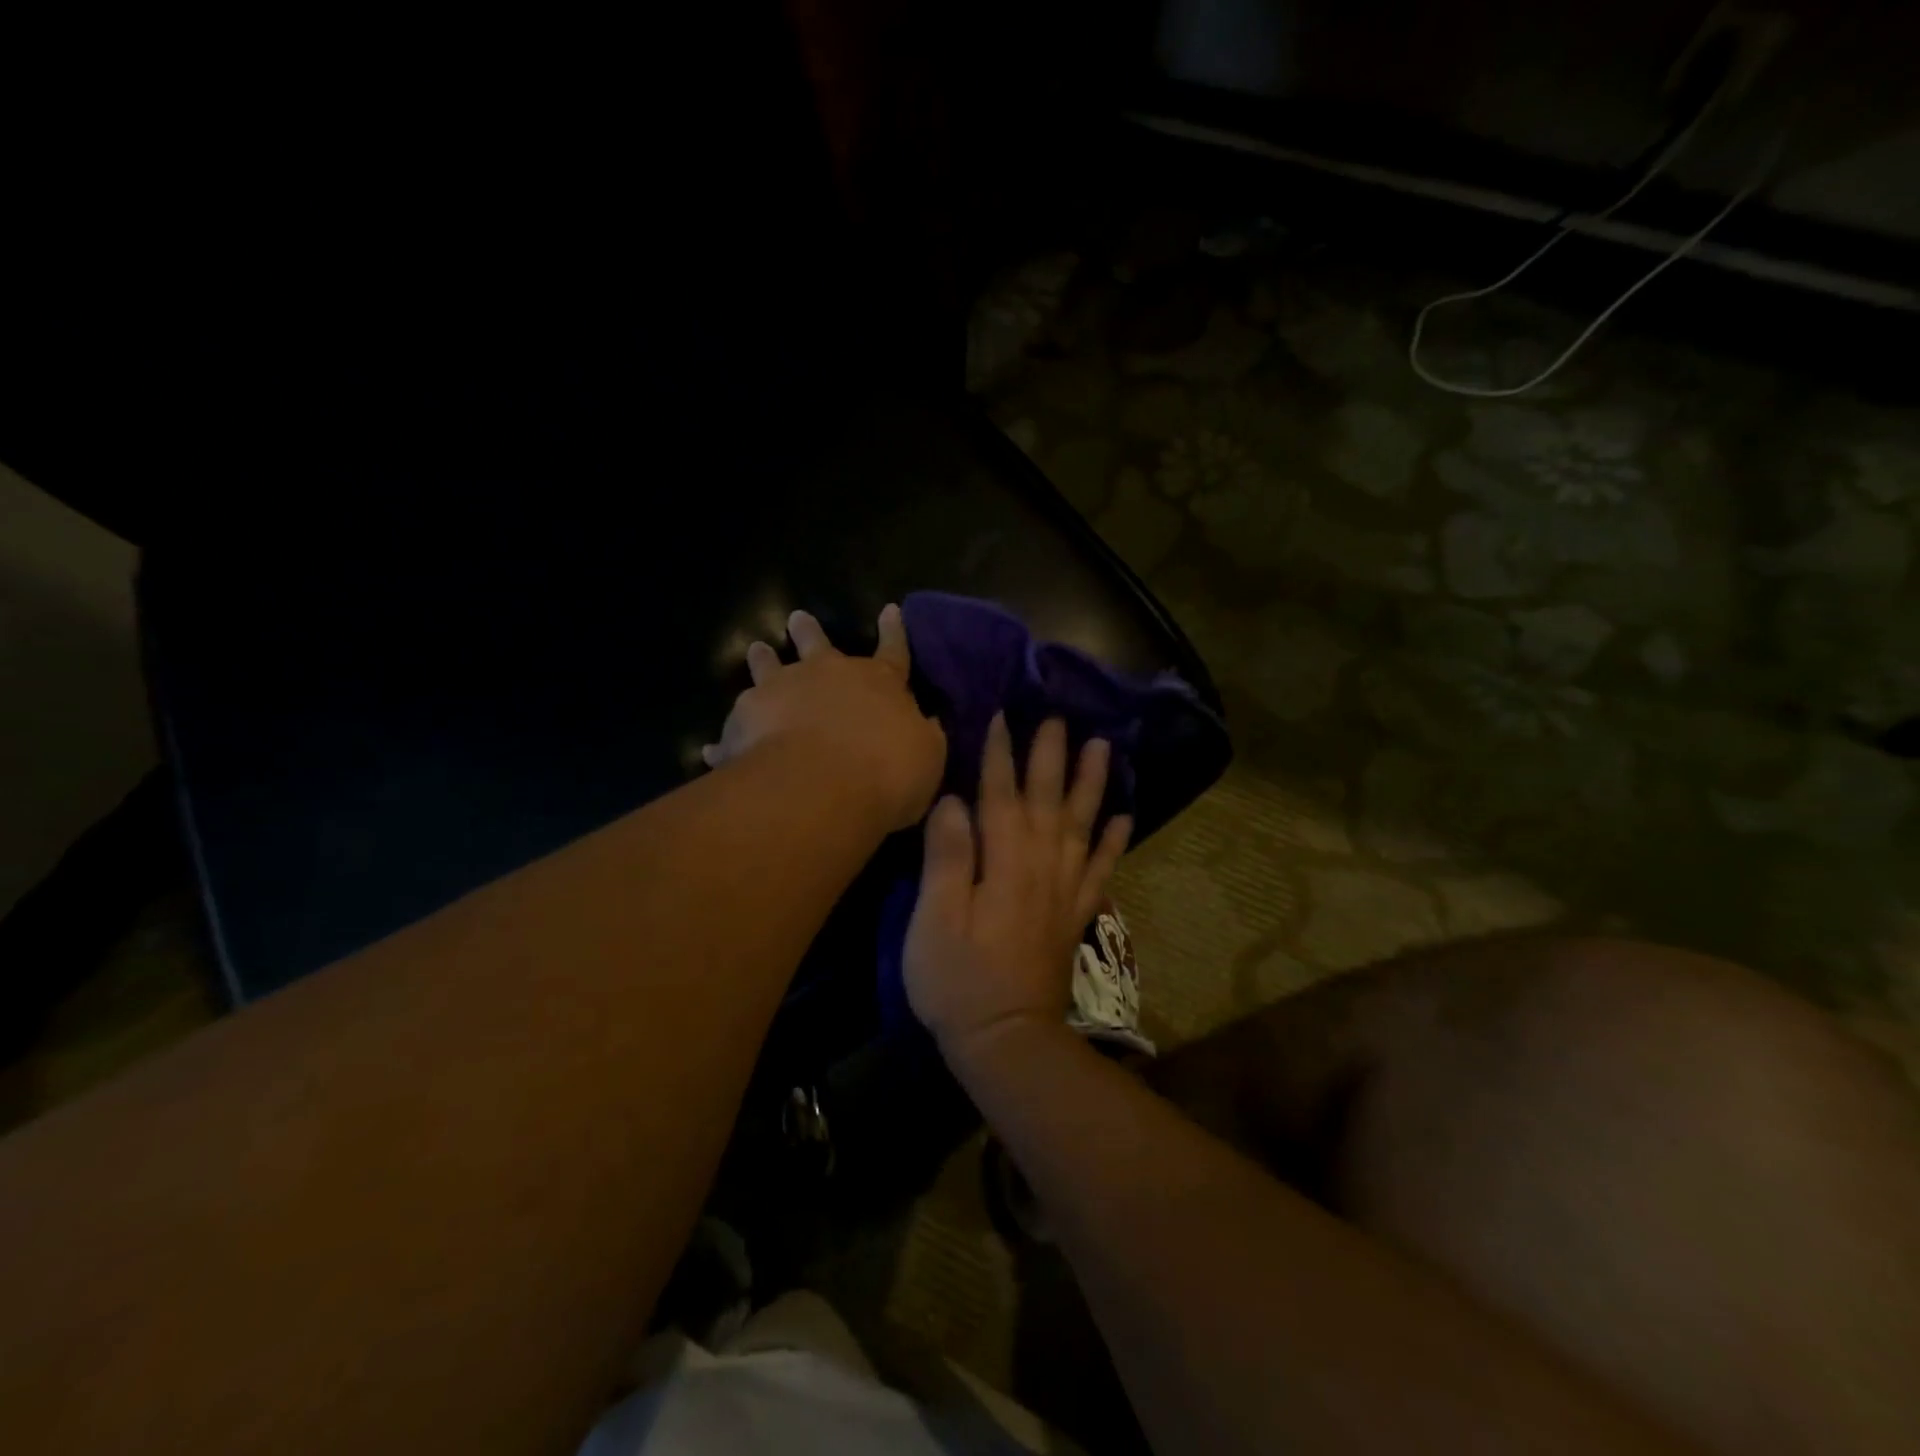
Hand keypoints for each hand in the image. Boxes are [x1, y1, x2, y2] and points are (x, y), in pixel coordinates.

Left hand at [703, 604, 945, 832]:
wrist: (822, 786)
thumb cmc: (887, 772)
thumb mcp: (927, 757)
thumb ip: (924, 737)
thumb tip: (926, 723)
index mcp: (878, 682)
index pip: (894, 651)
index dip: (894, 632)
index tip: (889, 610)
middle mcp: (827, 676)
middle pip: (818, 646)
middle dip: (810, 632)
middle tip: (797, 618)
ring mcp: (782, 691)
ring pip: (769, 668)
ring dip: (763, 660)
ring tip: (756, 650)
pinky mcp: (746, 719)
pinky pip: (735, 727)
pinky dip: (728, 738)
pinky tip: (711, 749)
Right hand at [904, 713, 1131, 1065]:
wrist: (1007, 1041)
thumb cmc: (957, 981)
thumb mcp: (934, 920)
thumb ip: (947, 857)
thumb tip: (954, 801)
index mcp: (1004, 863)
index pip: (1001, 795)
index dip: (1000, 755)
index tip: (1003, 716)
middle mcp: (1041, 866)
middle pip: (1049, 800)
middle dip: (1051, 756)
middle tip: (1059, 717)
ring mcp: (1064, 891)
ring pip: (1082, 825)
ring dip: (1092, 784)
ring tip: (1104, 748)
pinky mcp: (1075, 915)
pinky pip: (1102, 870)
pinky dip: (1115, 841)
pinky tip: (1124, 817)